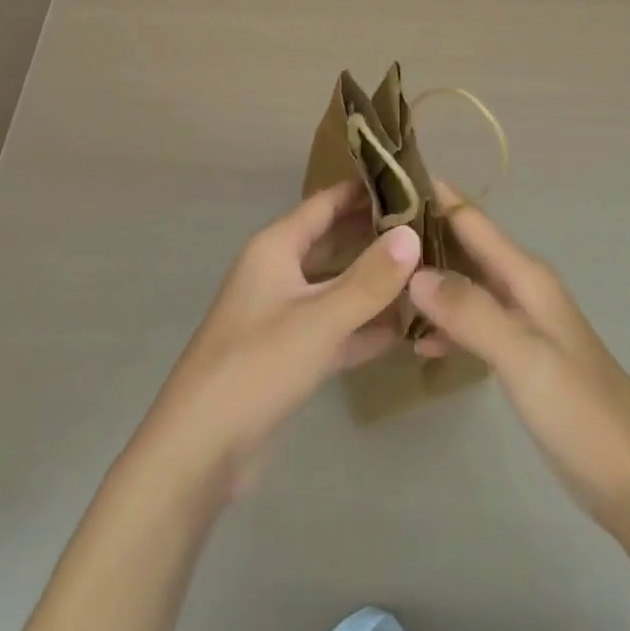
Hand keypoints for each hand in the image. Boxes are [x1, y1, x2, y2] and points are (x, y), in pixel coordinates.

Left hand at [136, 182, 421, 495]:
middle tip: (430, 228)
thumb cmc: (256, 365)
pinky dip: (363, 326)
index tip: (412, 182)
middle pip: (333, 241)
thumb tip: (413, 235)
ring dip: (374, 282)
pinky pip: (334, 327)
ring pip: (336, 286)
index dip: (365, 190)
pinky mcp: (289, 354)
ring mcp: (283, 313)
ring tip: (425, 273)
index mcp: (276, 247)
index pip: (326, 203)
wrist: (200, 448)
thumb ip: (369, 279)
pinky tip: (403, 329)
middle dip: (375, 235)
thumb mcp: (319, 319)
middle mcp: (279, 271)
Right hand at [409, 182, 629, 538]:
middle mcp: (522, 287)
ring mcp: (522, 323)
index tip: (383, 181)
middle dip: (420, 234)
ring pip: (465, 284)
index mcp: (526, 275)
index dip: (431, 194)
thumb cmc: (582, 413)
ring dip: (428, 280)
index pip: (470, 217)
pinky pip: (472, 323)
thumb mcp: (523, 357)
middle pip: (465, 245)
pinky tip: (416, 340)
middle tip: (364, 232)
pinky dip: (444, 324)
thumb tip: (412, 270)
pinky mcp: (520, 356)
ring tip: (378, 280)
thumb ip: (470, 311)